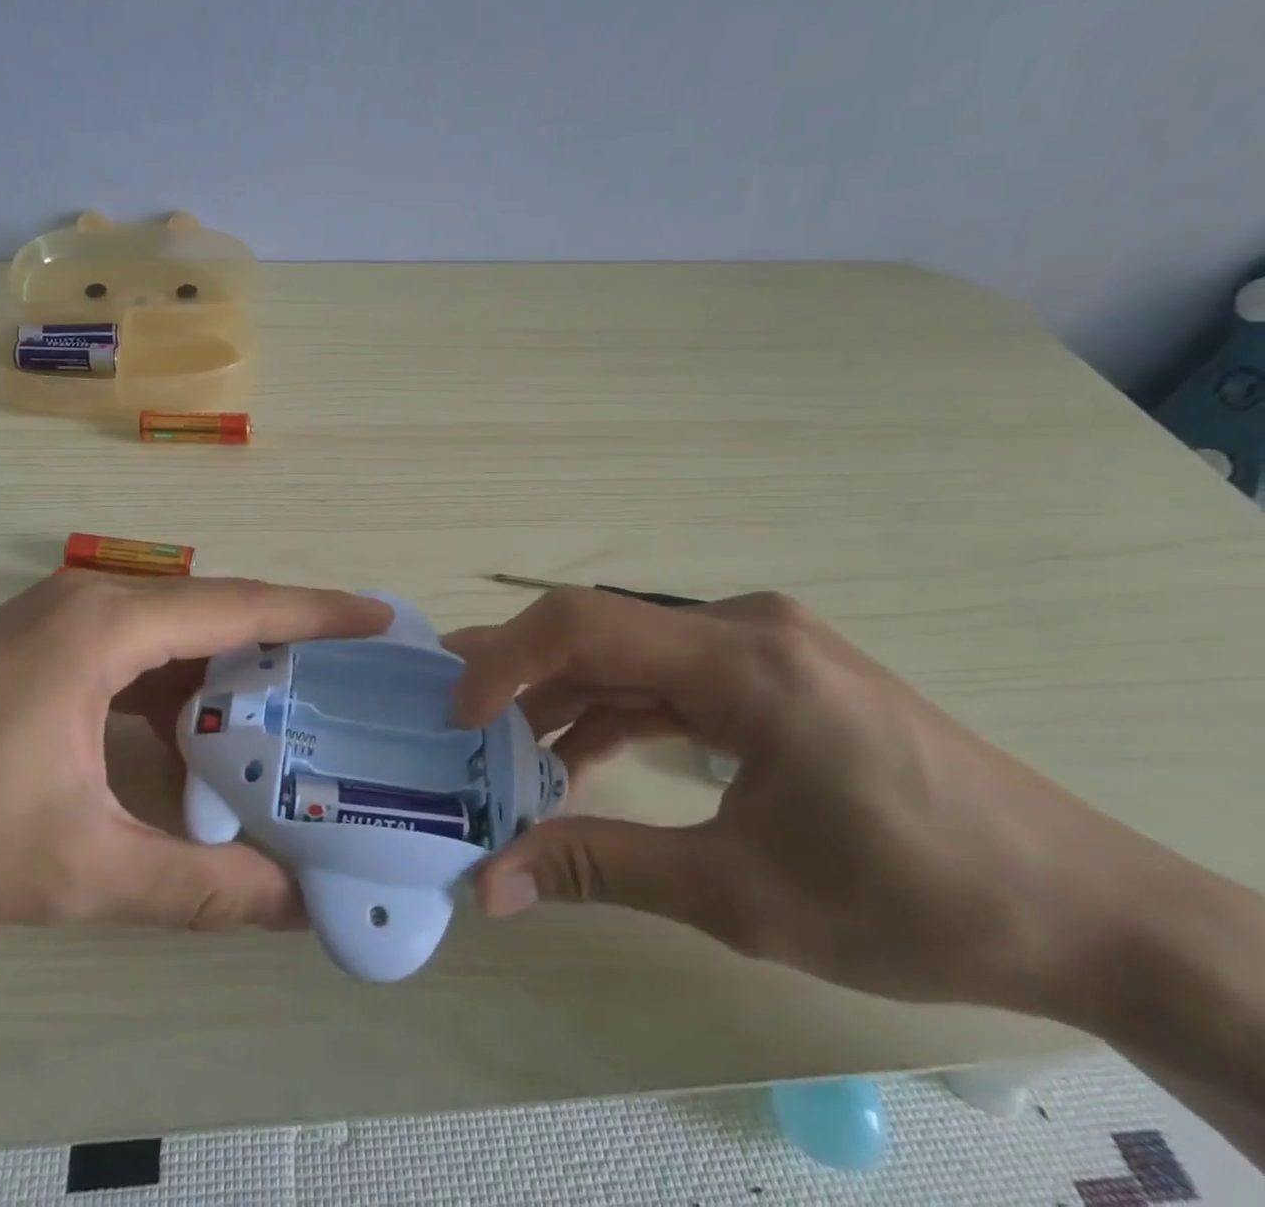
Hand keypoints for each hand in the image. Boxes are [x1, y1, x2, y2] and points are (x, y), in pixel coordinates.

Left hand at [0, 572, 390, 942]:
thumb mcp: (76, 869)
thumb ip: (197, 887)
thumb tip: (297, 911)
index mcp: (102, 626)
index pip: (237, 606)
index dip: (316, 612)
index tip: (379, 617)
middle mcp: (88, 602)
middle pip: (211, 614)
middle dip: (283, 645)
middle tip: (352, 681)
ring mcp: (56, 622)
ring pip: (171, 638)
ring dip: (226, 675)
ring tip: (294, 715)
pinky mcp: (35, 651)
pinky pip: (131, 660)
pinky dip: (176, 694)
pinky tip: (200, 742)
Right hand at [444, 588, 1172, 1013]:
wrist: (1087, 913)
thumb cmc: (916, 901)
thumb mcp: (740, 894)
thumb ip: (601, 869)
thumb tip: (490, 884)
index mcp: (744, 661)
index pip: (586, 624)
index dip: (505, 658)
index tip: (455, 714)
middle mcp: (745, 628)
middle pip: (600, 632)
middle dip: (519, 674)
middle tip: (451, 717)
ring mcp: (761, 646)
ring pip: (629, 655)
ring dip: (564, 699)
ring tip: (502, 749)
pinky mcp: (771, 674)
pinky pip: (667, 678)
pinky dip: (614, 713)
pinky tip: (576, 759)